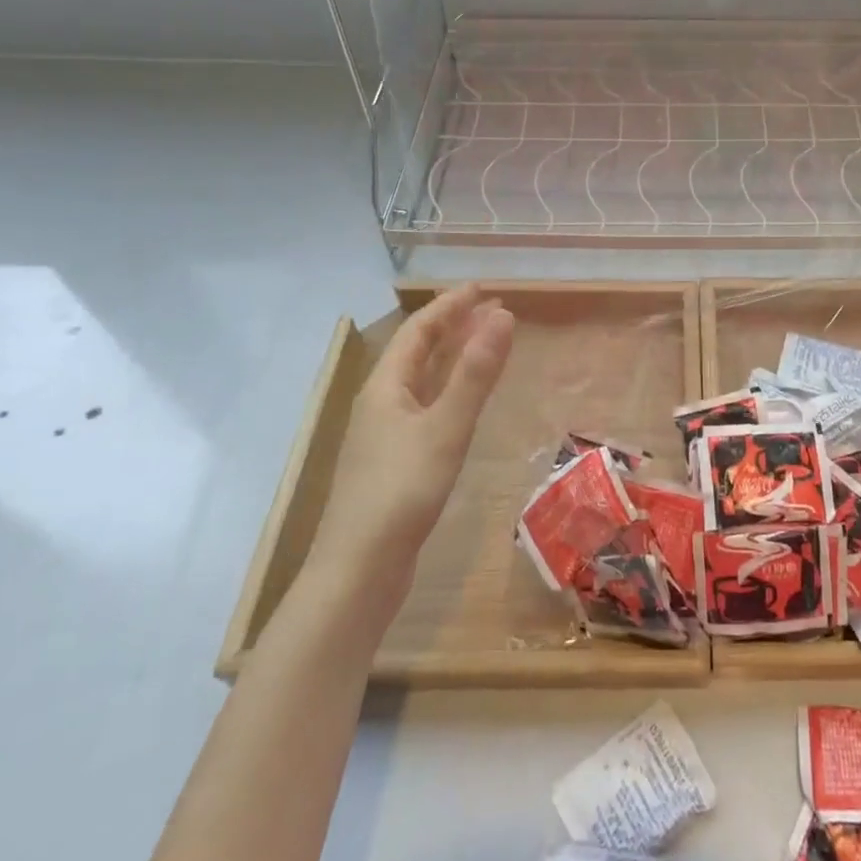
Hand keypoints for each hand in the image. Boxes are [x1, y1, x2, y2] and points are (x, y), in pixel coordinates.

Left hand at [309, 284, 514, 578]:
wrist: (357, 572)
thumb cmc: (401, 491)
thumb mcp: (445, 427)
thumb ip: (476, 373)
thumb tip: (503, 315)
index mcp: (385, 387)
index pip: (418, 330)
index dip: (450, 306)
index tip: (482, 289)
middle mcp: (380, 404)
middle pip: (417, 353)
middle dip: (453, 327)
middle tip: (491, 311)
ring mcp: (384, 436)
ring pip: (421, 382)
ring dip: (451, 358)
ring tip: (484, 345)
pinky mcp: (394, 463)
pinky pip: (425, 408)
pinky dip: (449, 391)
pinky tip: (463, 404)